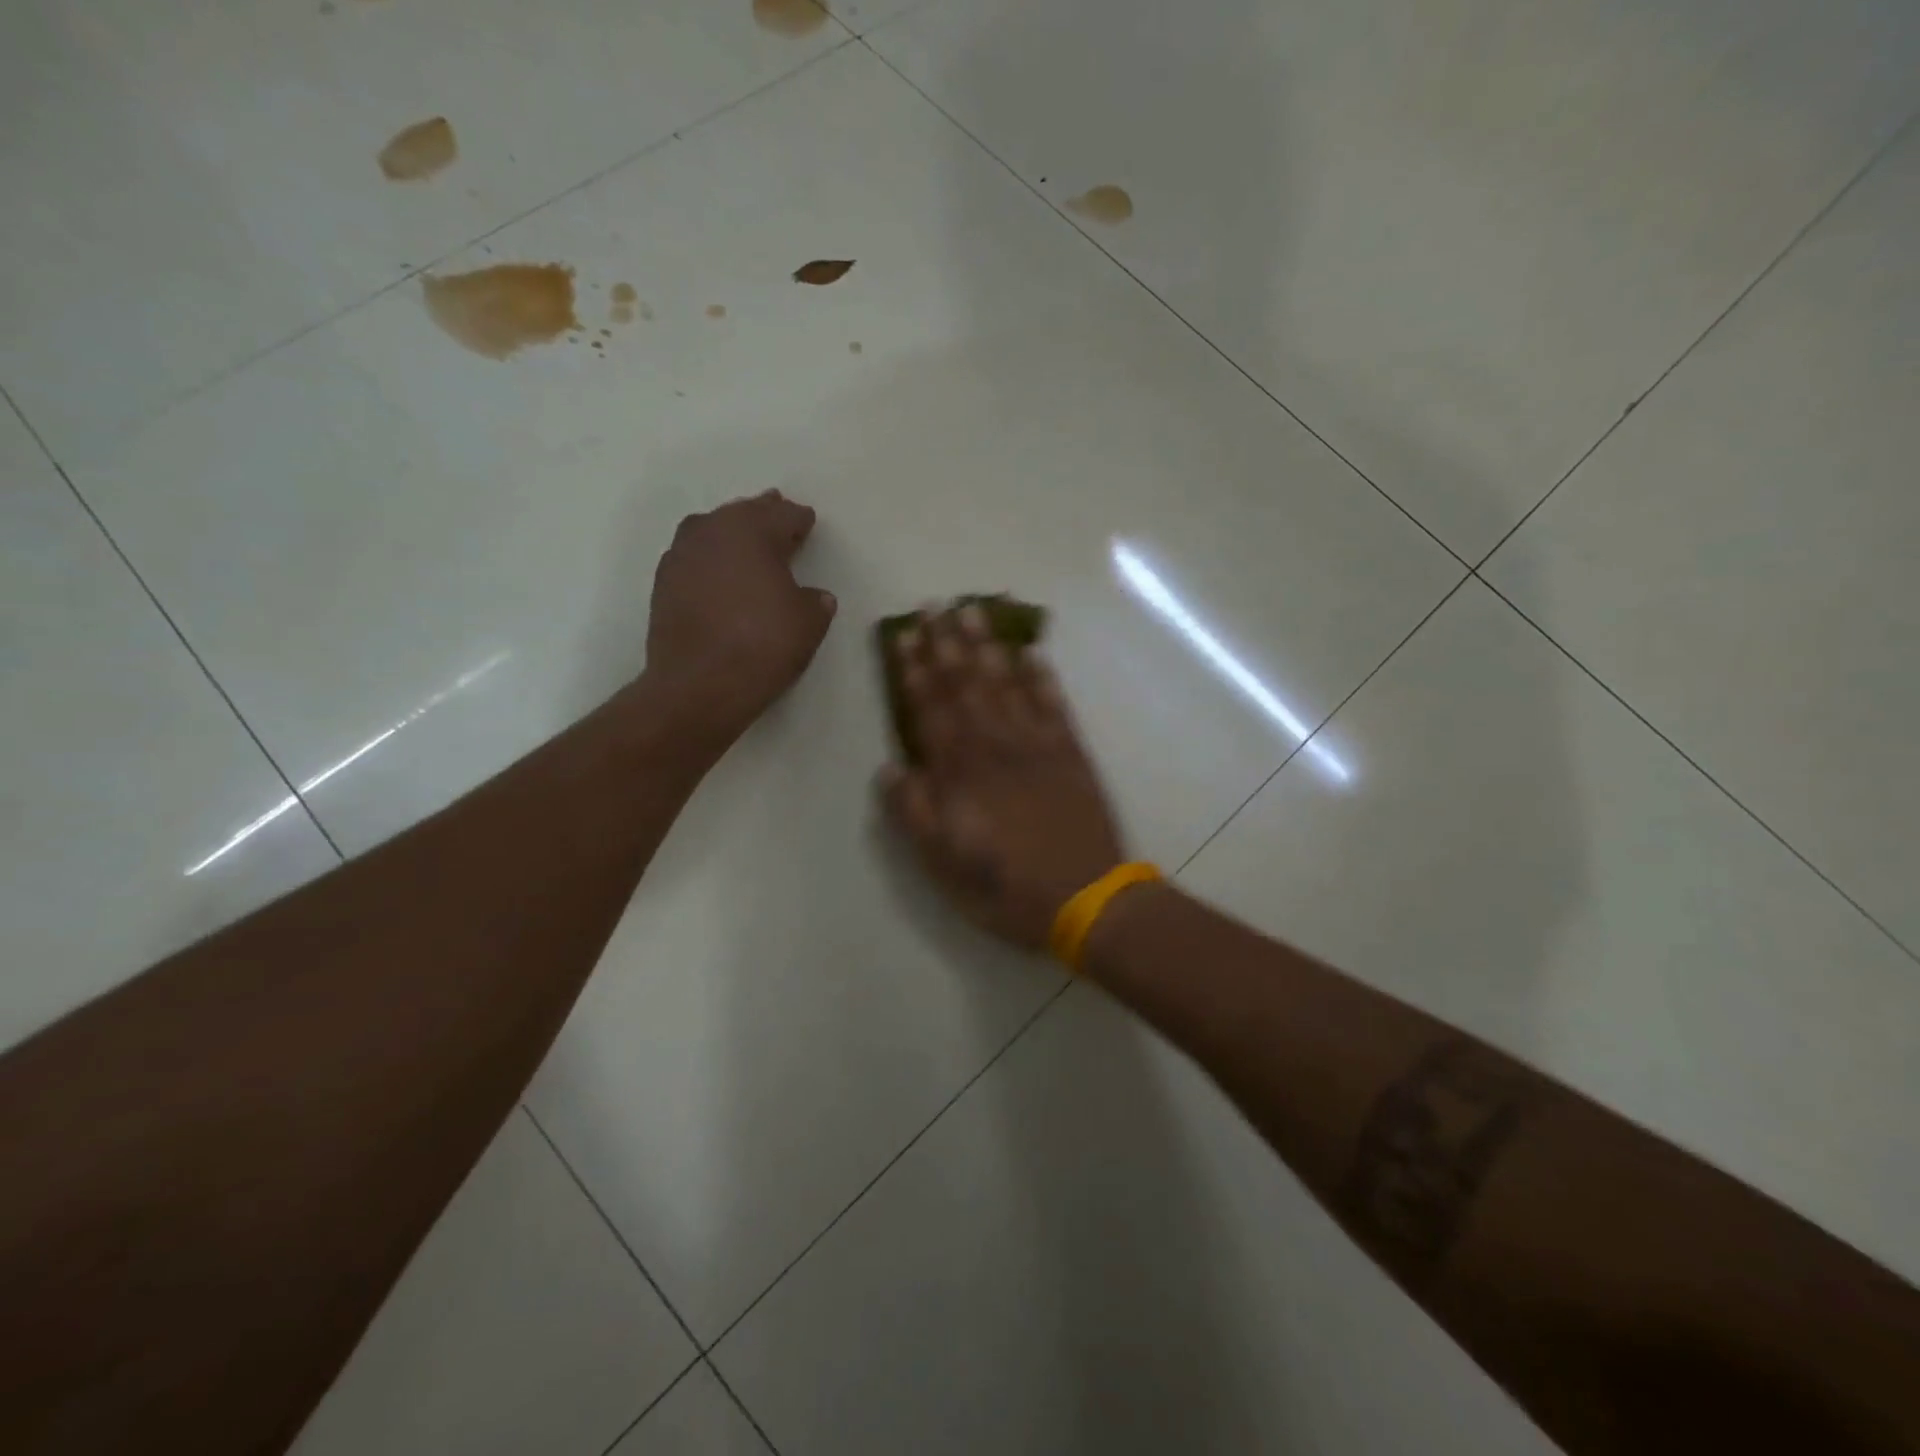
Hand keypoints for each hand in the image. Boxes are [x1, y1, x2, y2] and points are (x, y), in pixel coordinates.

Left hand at [644, 490, 836, 743]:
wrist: (698, 684)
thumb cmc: (762, 645)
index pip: (783, 516)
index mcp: (753, 531)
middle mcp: (713, 532)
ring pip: (712, 529)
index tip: (807, 521)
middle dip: (763, 515)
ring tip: (746, 542)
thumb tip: (812, 596)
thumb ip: (815, 602)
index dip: (799, 519)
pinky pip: (693, 555)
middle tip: (778, 515)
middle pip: (743, 514)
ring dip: (731, 532)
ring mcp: (682, 555)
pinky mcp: (663, 582)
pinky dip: (710, 558)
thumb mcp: (808, 624)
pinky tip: (719, 572)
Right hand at [878, 605, 1125, 948]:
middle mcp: (995, 745)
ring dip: (988, 645)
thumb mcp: (942, 863)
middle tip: (935, 606)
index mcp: (959, 771)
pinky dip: (1041, 676)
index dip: (916, 671)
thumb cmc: (1004, 887)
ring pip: (1006, 682)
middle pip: (966, 685)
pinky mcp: (1071, 751)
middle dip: (946, 644)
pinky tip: (1032, 653)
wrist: (1084, 898)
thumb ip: (913, 812)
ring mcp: (1036, 744)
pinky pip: (1053, 703)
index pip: (931, 709)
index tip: (905, 637)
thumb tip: (890, 767)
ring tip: (975, 611)